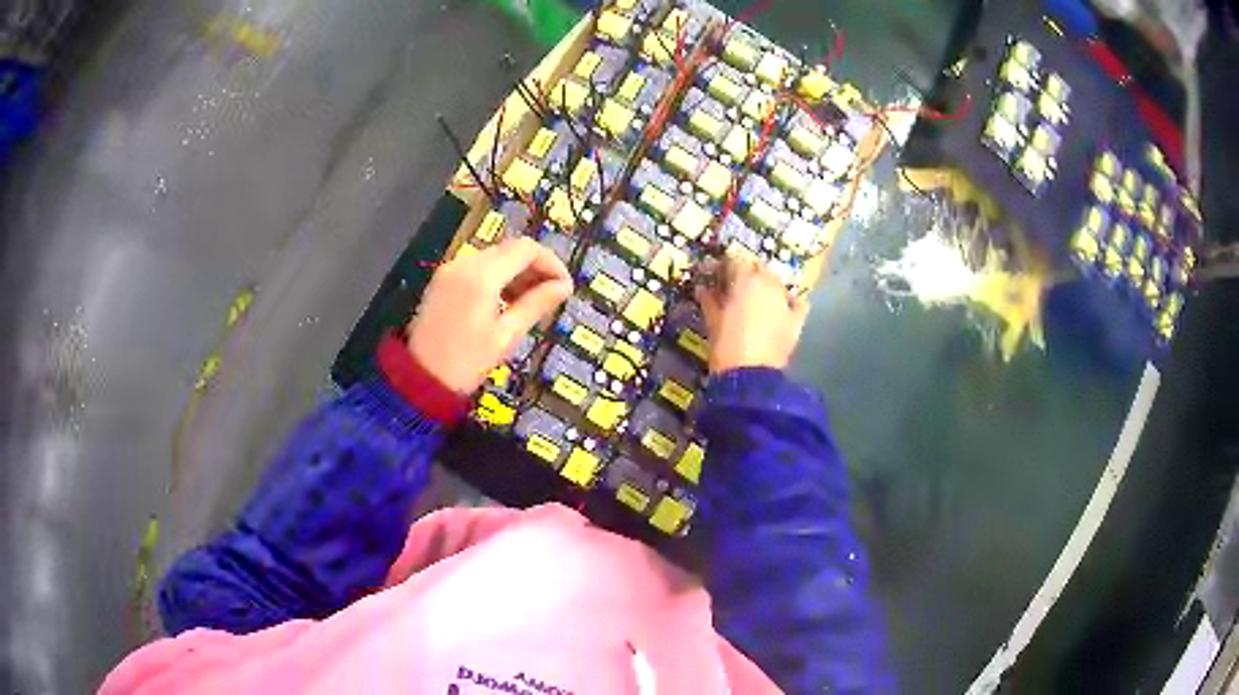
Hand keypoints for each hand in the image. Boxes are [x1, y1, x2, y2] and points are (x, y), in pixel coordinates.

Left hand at [408, 238, 572, 392]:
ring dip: (517, 271)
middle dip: (535, 267)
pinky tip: (506, 301)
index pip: (526, 250)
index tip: (565, 286)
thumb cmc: (466, 362)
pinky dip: (498, 276)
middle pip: (510, 249)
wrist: (419, 378)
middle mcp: (465, 263)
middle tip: (552, 295)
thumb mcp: (506, 336)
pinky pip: (478, 267)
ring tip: (531, 301)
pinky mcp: (443, 279)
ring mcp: (451, 269)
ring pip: (495, 256)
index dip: (551, 263)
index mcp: (482, 275)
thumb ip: (536, 305)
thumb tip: (564, 286)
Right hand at [694, 251, 809, 374]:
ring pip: (776, 283)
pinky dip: (790, 301)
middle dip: (747, 273)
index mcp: (745, 280)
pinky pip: (797, 303)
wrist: (750, 376)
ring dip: (766, 286)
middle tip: (735, 285)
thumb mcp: (712, 321)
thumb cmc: (726, 345)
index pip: (735, 260)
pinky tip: (783, 306)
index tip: (716, 273)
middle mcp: (768, 284)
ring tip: (756, 297)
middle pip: (758, 268)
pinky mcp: (796, 319)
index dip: (725, 265)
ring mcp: (785, 301)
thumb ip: (709, 300)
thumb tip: (702, 288)